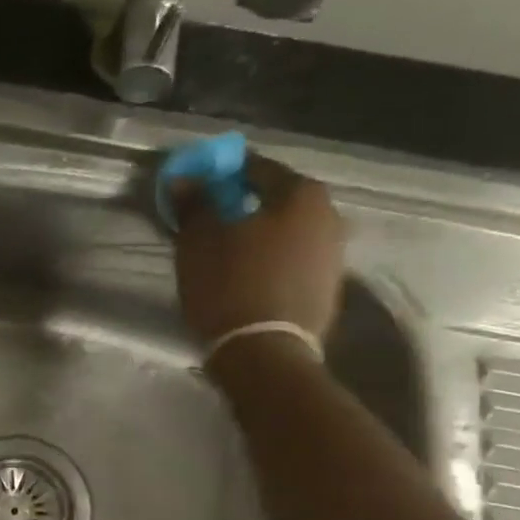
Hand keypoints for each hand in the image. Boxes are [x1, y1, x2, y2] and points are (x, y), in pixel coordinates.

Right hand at [171, 154, 343, 347]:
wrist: (264, 352)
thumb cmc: (230, 285)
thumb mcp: (199, 240)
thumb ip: (194, 203)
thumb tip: (185, 178)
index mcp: (300, 193)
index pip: (255, 168)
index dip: (221, 176)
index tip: (197, 190)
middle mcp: (329, 215)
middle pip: (275, 201)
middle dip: (242, 207)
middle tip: (209, 223)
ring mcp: (334, 254)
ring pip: (286, 233)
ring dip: (258, 237)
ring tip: (224, 255)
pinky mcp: (327, 289)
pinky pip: (292, 262)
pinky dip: (270, 263)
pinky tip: (245, 279)